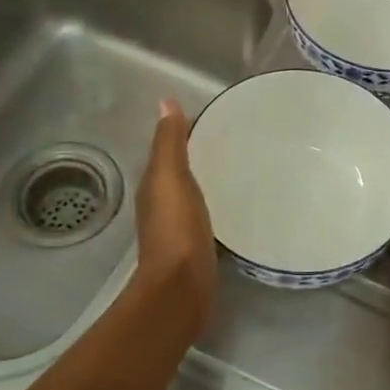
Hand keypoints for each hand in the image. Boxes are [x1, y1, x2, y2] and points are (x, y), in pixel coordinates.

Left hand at [135, 99, 215, 334]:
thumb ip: (169, 143)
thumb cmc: (177, 229)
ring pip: (190, 193)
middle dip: (197, 155)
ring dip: (205, 179)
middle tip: (231, 139)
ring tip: (236, 166)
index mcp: (153, 185)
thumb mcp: (171, 178)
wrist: (182, 288)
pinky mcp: (194, 247)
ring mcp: (176, 228)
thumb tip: (165, 102)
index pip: (167, 150)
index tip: (212, 118)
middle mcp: (159, 204)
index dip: (182, 133)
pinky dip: (213, 202)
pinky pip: (203, 213)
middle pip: (178, 171)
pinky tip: (231, 201)